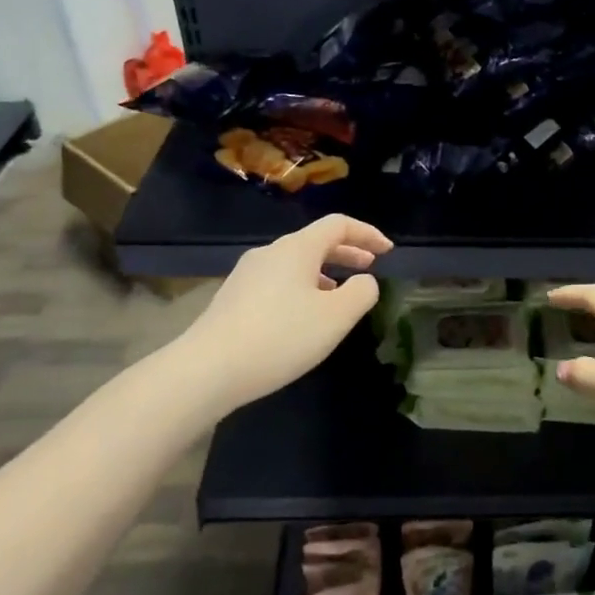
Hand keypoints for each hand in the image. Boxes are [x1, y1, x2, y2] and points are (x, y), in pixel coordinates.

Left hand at [179, 215, 392, 407]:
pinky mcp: (234, 298)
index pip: (338, 225)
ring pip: (295, 263)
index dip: (367, 233)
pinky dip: (302, 287)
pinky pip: (278, 281)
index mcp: (297, 248)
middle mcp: (270, 253)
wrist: (208, 369)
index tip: (387, 251)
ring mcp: (247, 274)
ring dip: (324, 272)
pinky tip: (303, 316)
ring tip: (339, 294)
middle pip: (315, 242)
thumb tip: (363, 281)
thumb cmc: (281, 337)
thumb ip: (361, 293)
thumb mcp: (336, 317)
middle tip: (369, 266)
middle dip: (346, 252)